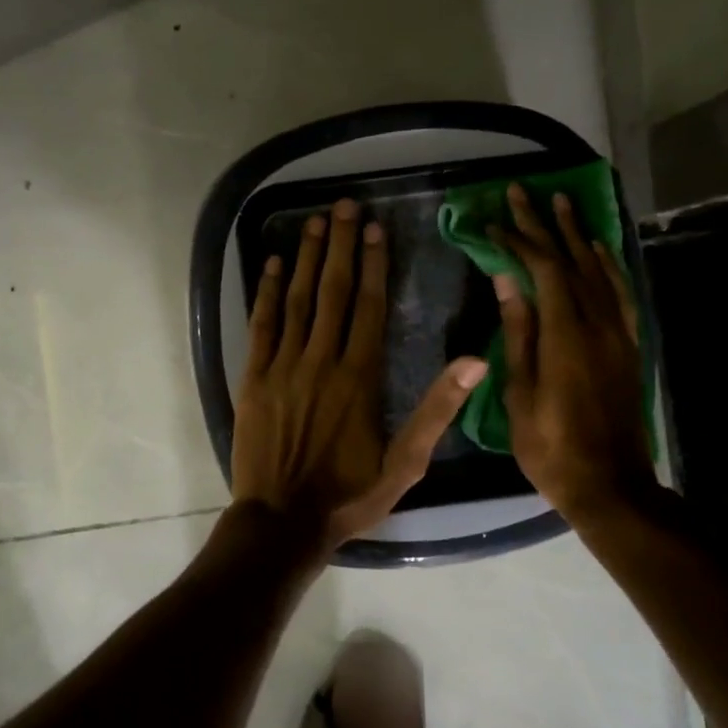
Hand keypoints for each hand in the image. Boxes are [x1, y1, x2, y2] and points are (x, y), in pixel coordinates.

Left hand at [233, 199, 486, 550]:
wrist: (282, 522)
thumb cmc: (349, 496)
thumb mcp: (405, 464)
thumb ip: (437, 411)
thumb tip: (474, 361)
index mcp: (360, 377)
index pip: (370, 306)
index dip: (374, 264)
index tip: (374, 228)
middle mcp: (321, 361)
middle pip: (334, 292)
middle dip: (340, 246)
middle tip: (342, 205)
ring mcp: (283, 367)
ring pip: (298, 300)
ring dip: (307, 259)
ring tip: (314, 222)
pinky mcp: (254, 379)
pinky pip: (261, 326)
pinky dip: (267, 293)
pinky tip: (272, 265)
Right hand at [490, 183, 653, 520]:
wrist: (610, 483)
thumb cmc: (551, 446)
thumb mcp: (520, 393)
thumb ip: (518, 333)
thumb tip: (507, 281)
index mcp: (566, 334)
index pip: (542, 270)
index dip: (517, 241)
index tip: (492, 222)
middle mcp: (598, 323)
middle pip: (570, 260)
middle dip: (544, 224)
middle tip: (523, 191)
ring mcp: (619, 333)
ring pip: (599, 270)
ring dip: (578, 234)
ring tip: (562, 203)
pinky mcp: (629, 345)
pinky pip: (622, 293)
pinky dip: (608, 265)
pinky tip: (598, 250)